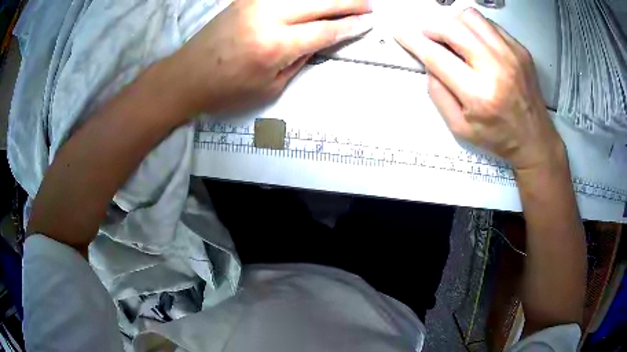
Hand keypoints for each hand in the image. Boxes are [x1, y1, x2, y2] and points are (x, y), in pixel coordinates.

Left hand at [172, 0, 372, 113]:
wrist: (186, 76)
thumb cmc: (226, 90)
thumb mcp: (270, 86)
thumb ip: (299, 58)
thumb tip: (320, 39)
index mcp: (275, 45)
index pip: (325, 30)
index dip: (350, 26)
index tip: (368, 22)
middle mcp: (268, 17)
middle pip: (320, 3)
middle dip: (349, 3)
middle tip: (368, 5)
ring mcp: (254, 3)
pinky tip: (313, 1)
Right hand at [395, 8, 563, 171]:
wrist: (534, 139)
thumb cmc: (498, 137)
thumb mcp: (460, 128)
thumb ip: (439, 94)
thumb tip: (429, 64)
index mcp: (479, 94)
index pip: (437, 57)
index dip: (414, 42)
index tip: (401, 34)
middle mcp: (496, 68)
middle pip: (453, 27)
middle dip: (432, 28)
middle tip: (430, 37)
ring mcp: (511, 55)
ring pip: (471, 16)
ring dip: (455, 23)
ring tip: (455, 38)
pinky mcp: (520, 49)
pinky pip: (489, 24)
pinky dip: (476, 29)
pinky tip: (477, 44)